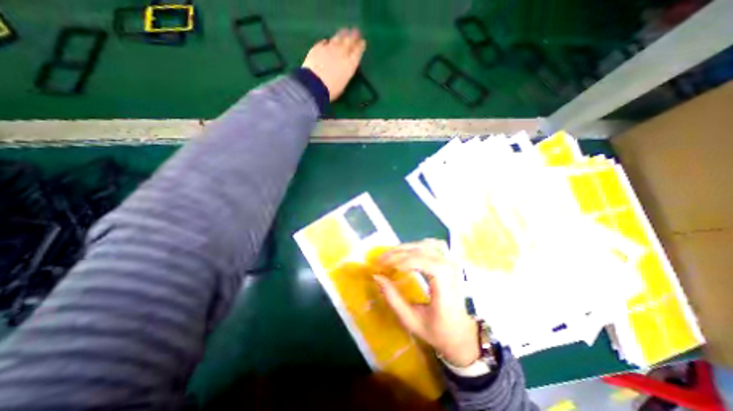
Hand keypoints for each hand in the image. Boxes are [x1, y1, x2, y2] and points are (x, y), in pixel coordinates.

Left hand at [301, 27, 365, 100]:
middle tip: (356, 32)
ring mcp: (329, 49)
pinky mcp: (318, 48)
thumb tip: (346, 68)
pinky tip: (328, 40)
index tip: (362, 42)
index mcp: (350, 64)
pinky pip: (325, 42)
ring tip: (345, 31)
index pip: (358, 52)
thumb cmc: (331, 91)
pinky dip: (328, 41)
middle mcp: (341, 53)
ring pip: (338, 38)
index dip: (360, 46)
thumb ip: (346, 73)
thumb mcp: (343, 85)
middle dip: (353, 37)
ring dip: (342, 35)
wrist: (314, 85)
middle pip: (349, 42)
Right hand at [373, 239, 481, 367]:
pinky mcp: (446, 261)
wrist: (461, 333)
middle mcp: (449, 268)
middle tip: (380, 260)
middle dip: (398, 253)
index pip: (424, 262)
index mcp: (444, 285)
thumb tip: (377, 277)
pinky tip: (405, 253)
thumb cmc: (437, 330)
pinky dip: (414, 247)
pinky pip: (429, 246)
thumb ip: (393, 298)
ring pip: (424, 245)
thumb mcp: (411, 319)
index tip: (384, 266)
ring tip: (389, 256)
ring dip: (404, 248)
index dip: (403, 260)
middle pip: (421, 250)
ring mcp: (449, 262)